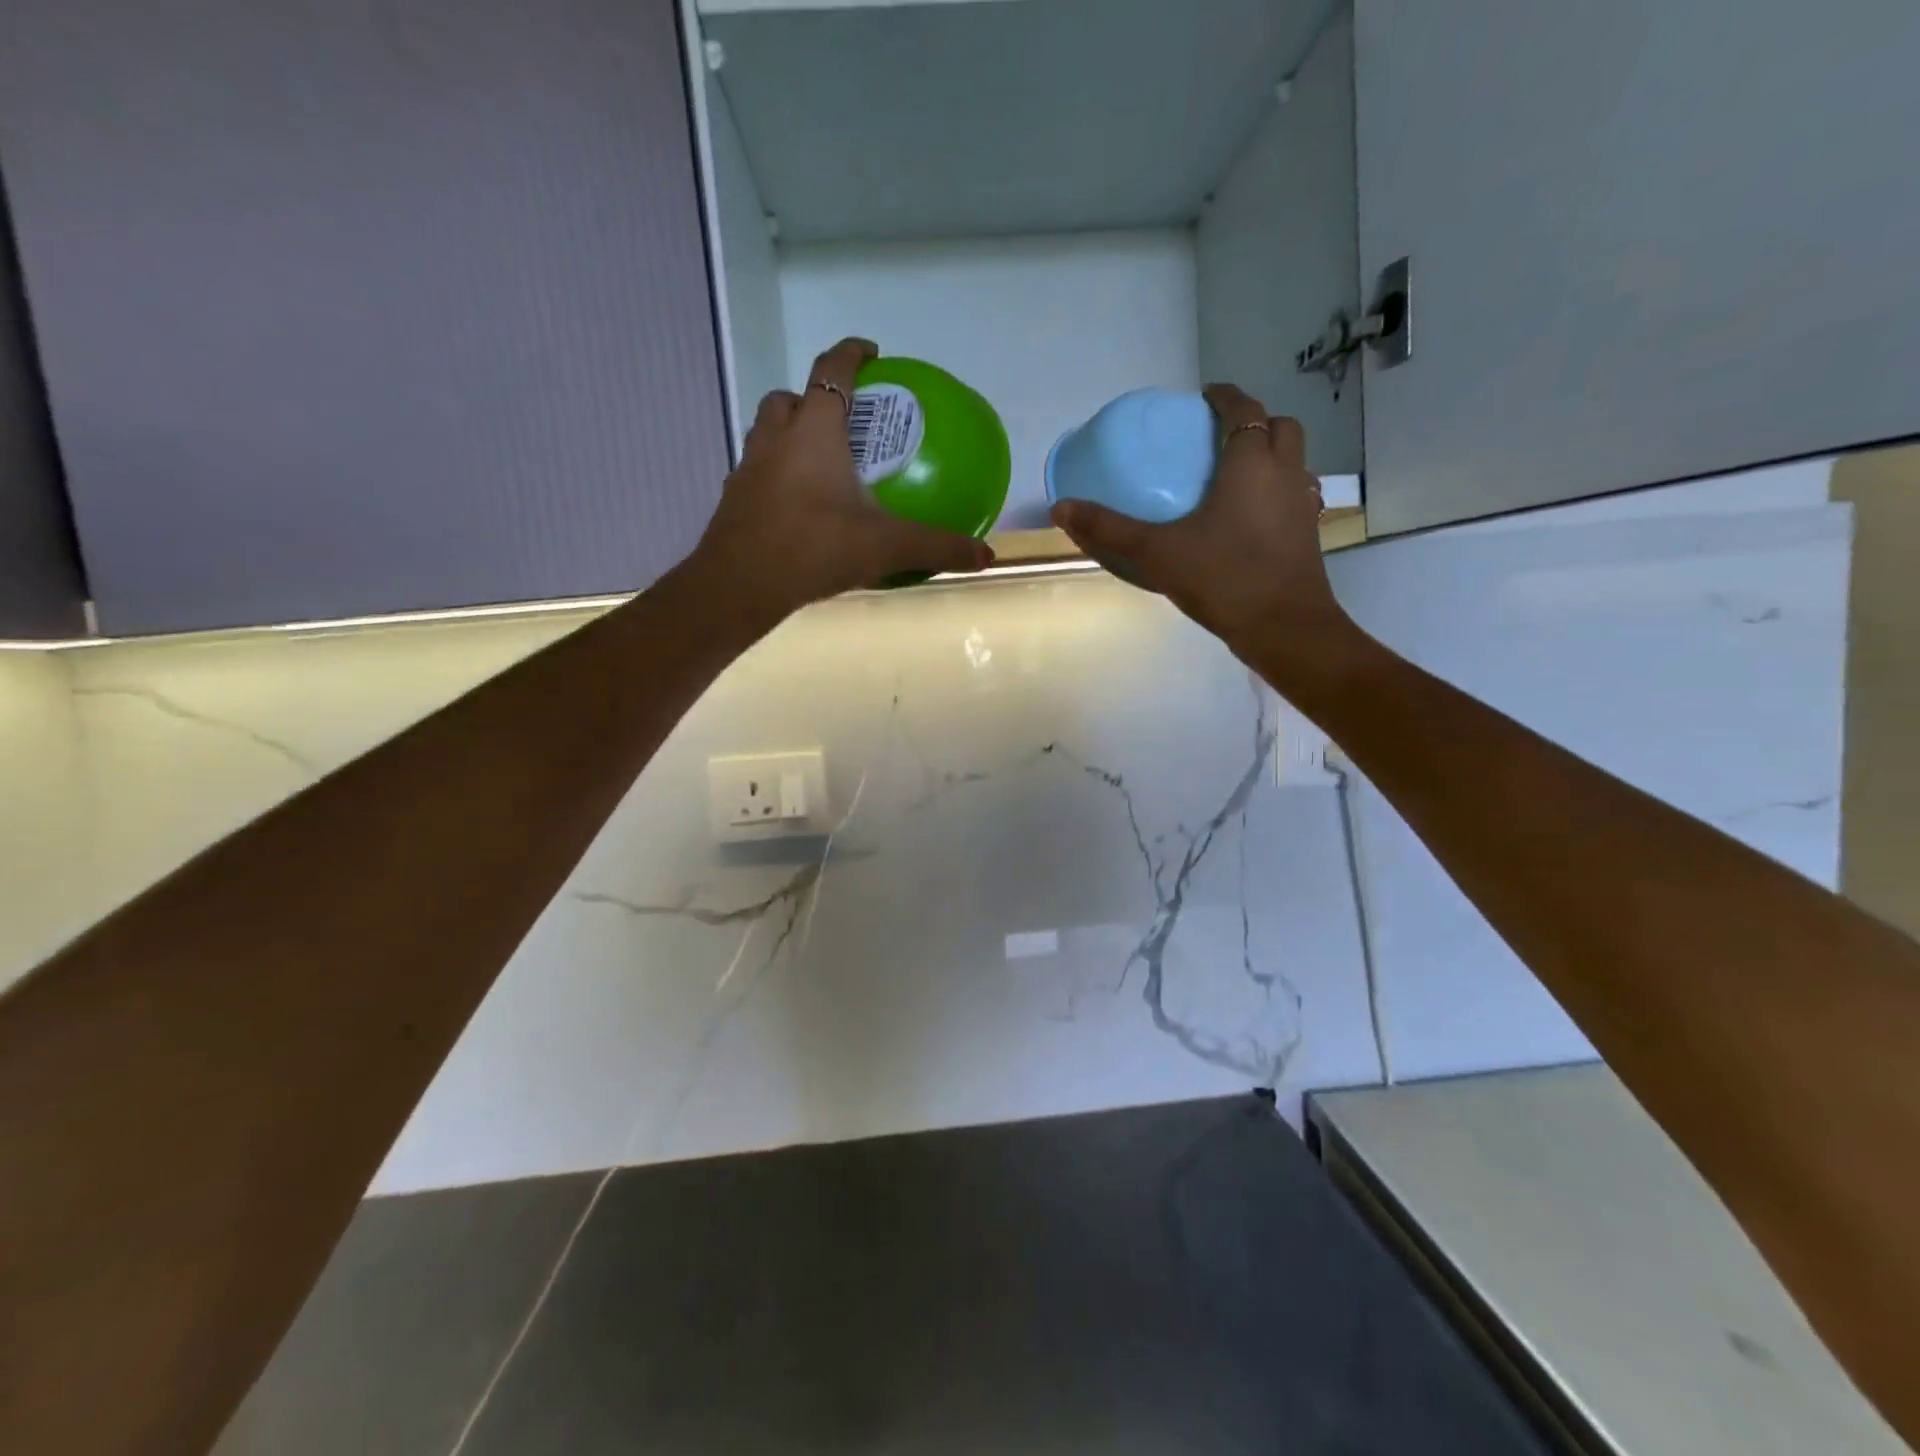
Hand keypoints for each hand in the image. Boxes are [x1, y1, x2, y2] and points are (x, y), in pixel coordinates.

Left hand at [690, 338, 993, 619]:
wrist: (741, 584)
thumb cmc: (816, 548)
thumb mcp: (886, 546)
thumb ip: (937, 547)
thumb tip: (985, 556)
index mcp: (815, 430)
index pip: (832, 370)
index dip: (852, 353)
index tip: (871, 352)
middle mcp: (776, 438)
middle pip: (790, 397)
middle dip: (814, 397)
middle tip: (844, 420)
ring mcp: (748, 467)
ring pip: (767, 431)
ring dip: (790, 433)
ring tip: (818, 460)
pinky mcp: (734, 498)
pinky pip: (757, 471)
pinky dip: (776, 474)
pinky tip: (796, 505)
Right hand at [1048, 383, 1347, 652]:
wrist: (1283, 627)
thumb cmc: (1223, 577)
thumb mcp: (1156, 552)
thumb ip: (1109, 529)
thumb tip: (1061, 508)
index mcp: (1251, 463)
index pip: (1244, 409)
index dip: (1225, 397)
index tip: (1204, 397)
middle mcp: (1285, 474)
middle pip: (1281, 427)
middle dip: (1254, 422)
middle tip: (1220, 435)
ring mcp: (1302, 505)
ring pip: (1294, 461)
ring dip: (1270, 455)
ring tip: (1235, 475)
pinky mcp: (1308, 535)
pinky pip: (1294, 495)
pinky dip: (1276, 492)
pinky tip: (1250, 517)